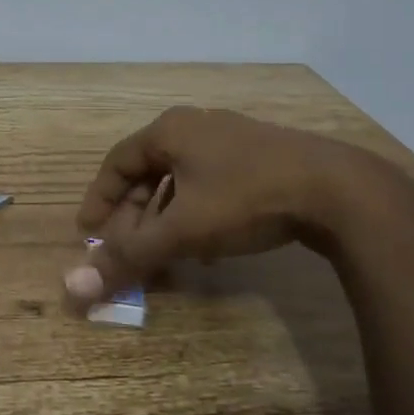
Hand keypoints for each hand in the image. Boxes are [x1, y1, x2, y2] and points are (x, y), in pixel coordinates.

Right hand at [64, 106, 390, 306]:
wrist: (339, 190)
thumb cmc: (246, 198)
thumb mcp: (182, 230)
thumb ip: (129, 256)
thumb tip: (75, 288)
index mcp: (169, 131)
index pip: (116, 162)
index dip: (99, 199)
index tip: (87, 232)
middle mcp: (196, 126)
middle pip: (148, 172)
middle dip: (134, 215)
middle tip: (127, 250)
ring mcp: (232, 138)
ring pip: (181, 180)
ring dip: (164, 218)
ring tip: (163, 254)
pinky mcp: (261, 156)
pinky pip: (210, 184)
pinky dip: (196, 213)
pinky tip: (206, 247)